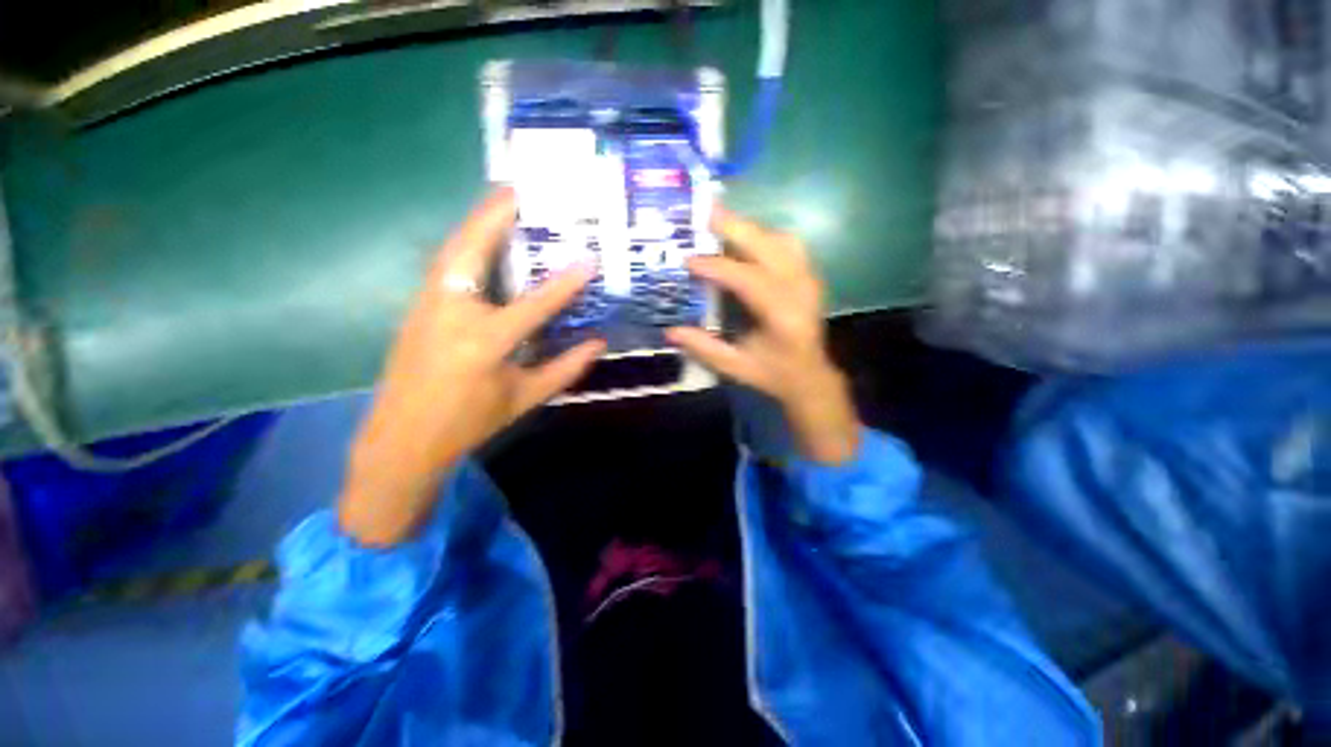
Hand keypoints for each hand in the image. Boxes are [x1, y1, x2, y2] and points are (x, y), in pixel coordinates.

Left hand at [339, 189, 603, 545]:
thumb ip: (565, 369)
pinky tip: (482, 238)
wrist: (402, 439)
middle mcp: (451, 313)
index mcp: (485, 342)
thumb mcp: (525, 398)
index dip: (565, 282)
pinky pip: (444, 264)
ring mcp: (427, 305)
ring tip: (503, 200)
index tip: (589, 258)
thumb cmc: (469, 421)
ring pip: (452, 249)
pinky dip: (465, 242)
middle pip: (471, 249)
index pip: (534, 303)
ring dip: (478, 221)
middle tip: (523, 188)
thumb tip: (598, 343)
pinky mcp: (417, 306)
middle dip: (497, 214)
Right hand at [666, 207, 860, 464]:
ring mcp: (809, 279)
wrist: (810, 375)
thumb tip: (670, 330)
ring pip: (780, 239)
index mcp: (783, 317)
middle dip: (735, 227)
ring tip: (718, 222)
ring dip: (749, 228)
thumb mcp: (736, 368)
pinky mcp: (809, 275)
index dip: (718, 267)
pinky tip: (743, 238)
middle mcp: (801, 291)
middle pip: (769, 247)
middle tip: (703, 211)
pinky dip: (763, 235)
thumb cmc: (773, 374)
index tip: (689, 259)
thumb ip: (704, 348)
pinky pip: (787, 243)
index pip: (749, 280)